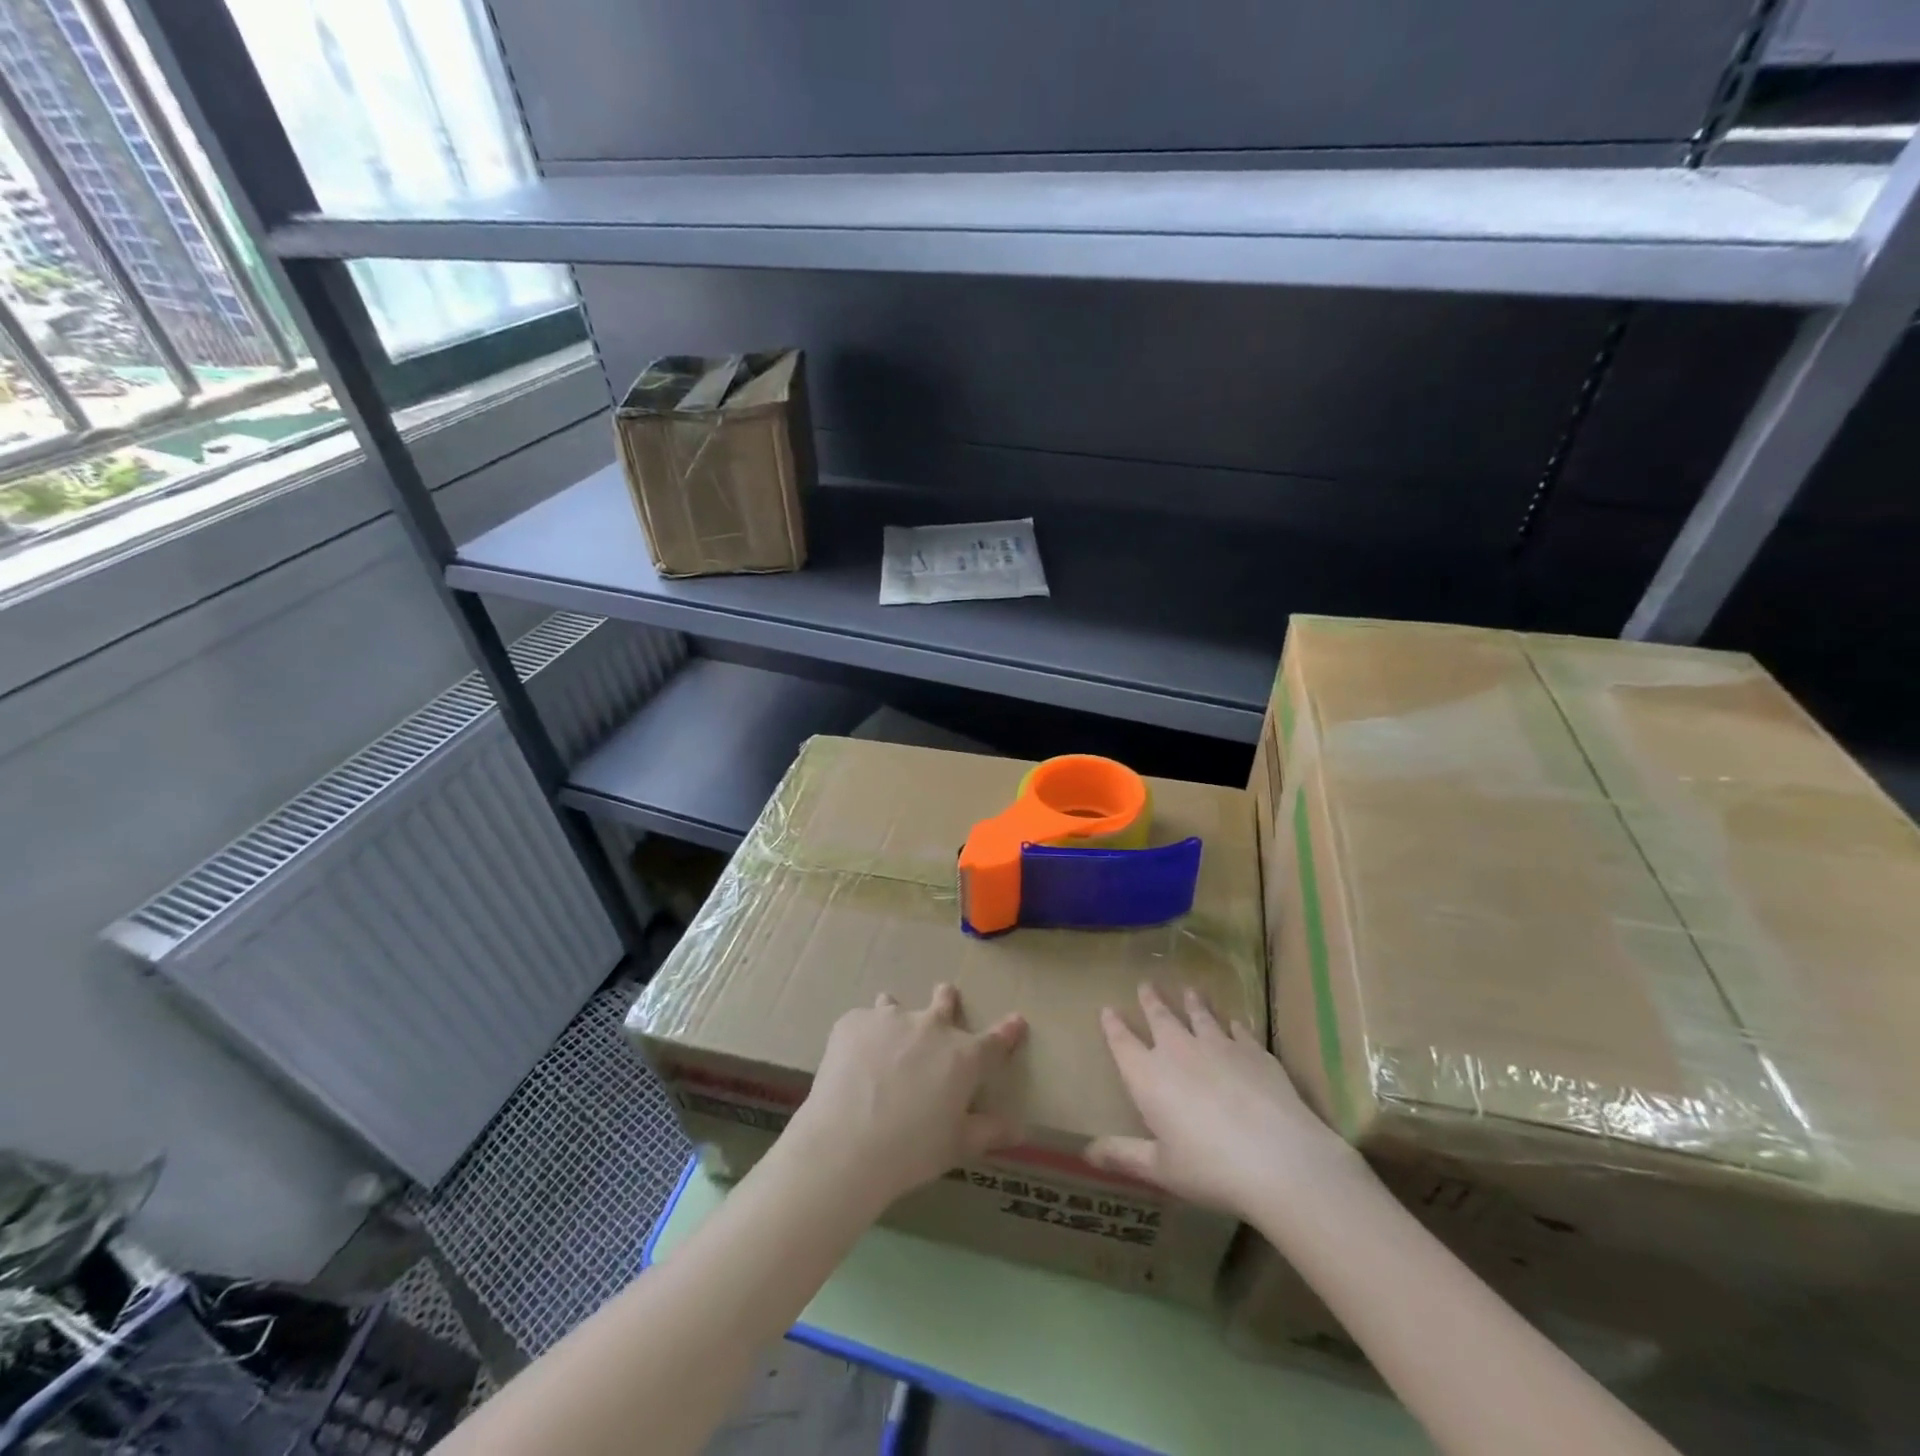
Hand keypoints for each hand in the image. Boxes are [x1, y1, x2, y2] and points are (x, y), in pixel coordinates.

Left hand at [784, 983, 1026, 1212]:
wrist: (847, 1143)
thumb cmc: (911, 1151)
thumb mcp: (957, 1146)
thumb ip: (988, 1132)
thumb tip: (1019, 1128)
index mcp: (963, 1058)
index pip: (996, 1041)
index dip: (1008, 1031)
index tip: (1017, 1021)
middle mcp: (930, 1027)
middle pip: (945, 1001)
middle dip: (947, 1000)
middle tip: (944, 998)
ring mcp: (890, 1019)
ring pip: (895, 1004)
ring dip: (895, 1017)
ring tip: (884, 1037)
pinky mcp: (854, 1022)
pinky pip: (862, 1023)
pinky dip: (861, 1038)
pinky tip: (850, 1064)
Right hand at [1087, 984, 1354, 1216]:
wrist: (1279, 1158)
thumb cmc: (1210, 1168)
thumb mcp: (1161, 1169)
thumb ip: (1123, 1155)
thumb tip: (1086, 1152)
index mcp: (1148, 1076)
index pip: (1122, 1042)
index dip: (1113, 1025)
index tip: (1107, 1008)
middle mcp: (1178, 1050)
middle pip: (1160, 1017)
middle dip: (1151, 1000)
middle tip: (1146, 984)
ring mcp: (1218, 1046)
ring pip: (1200, 1015)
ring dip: (1193, 1002)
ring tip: (1190, 990)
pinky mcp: (1254, 1051)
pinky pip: (1238, 1031)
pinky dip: (1233, 1025)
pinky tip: (1234, 1023)